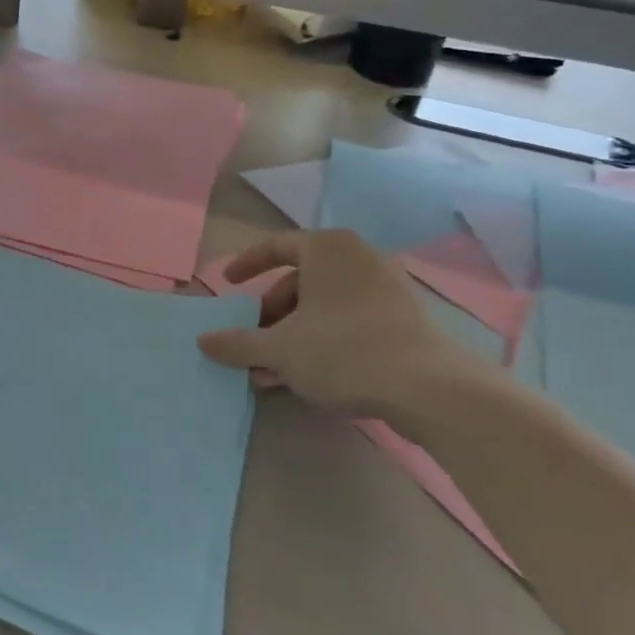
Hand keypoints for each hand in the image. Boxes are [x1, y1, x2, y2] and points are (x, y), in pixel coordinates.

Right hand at [197, 229, 472, 416]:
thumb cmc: (344, 351)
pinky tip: (309, 377)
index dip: (247, 265)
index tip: (228, 285)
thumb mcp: (280, 349)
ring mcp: (387, 288)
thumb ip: (238, 343)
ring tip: (274, 370)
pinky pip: (350, 321)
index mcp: (327, 249)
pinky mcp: (405, 319)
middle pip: (299, 281)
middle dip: (271, 314)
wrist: (431, 389)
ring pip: (324, 306)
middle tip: (254, 341)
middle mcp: (358, 258)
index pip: (276, 246)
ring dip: (294, 334)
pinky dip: (323, 341)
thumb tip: (203, 341)